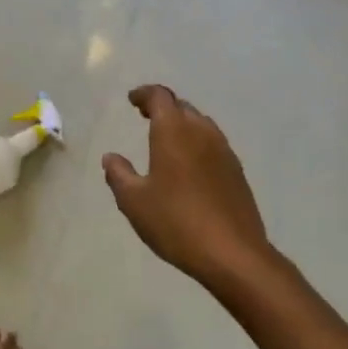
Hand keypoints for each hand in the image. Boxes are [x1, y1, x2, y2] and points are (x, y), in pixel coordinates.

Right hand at [102, 85, 277, 296]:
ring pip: (201, 124)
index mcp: (174, 131)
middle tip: (145, 117)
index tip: (132, 100)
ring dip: (182, 124)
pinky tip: (189, 166)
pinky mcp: (237, 172)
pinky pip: (213, 145)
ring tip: (166, 140)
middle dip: (163, 108)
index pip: (160, 97)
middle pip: (182, 107)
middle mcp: (202, 132)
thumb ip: (119, 174)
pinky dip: (197, 144)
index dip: (144, 94)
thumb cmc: (176, 222)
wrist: (233, 254)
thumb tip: (111, 157)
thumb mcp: (134, 201)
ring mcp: (224, 151)